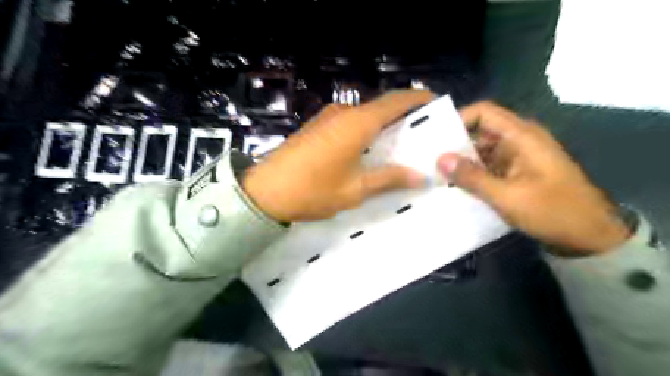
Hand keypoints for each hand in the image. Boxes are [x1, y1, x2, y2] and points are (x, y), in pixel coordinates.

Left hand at [244, 90, 431, 221]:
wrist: (265, 192)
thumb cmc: (313, 190)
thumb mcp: (355, 189)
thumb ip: (389, 178)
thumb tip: (421, 177)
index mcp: (357, 123)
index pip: (396, 101)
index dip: (418, 98)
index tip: (436, 104)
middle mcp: (343, 112)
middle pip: (380, 107)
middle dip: (402, 116)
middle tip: (420, 134)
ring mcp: (327, 117)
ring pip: (364, 115)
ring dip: (381, 125)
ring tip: (397, 145)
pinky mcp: (316, 126)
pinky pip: (348, 122)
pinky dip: (364, 130)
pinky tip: (367, 149)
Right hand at [438, 102, 631, 254]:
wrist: (590, 236)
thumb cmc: (553, 211)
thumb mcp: (508, 196)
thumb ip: (472, 177)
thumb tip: (440, 159)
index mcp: (521, 136)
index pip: (483, 113)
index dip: (458, 119)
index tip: (434, 136)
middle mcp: (517, 141)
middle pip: (478, 131)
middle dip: (453, 144)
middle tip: (427, 158)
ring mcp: (516, 157)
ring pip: (480, 151)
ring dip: (460, 161)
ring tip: (434, 173)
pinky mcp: (514, 173)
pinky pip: (486, 166)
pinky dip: (470, 174)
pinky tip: (452, 185)